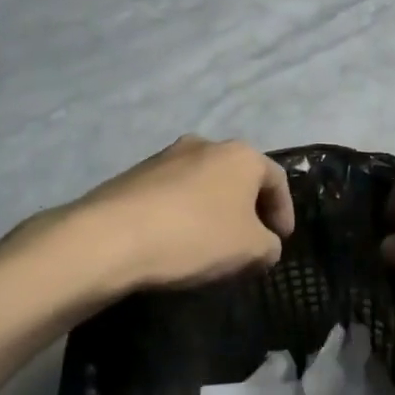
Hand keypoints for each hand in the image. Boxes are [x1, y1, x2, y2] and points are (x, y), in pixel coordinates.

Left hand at [59, 136, 294, 293]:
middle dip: (248, 209)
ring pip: (204, 183)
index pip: (276, 180)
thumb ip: (270, 246)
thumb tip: (265, 245)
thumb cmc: (195, 236)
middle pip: (238, 177)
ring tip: (211, 244)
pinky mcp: (135, 174)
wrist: (110, 237)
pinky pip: (173, 193)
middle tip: (249, 241)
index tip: (280, 240)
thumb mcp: (251, 250)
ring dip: (214, 210)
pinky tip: (176, 241)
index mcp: (241, 155)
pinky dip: (183, 213)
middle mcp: (206, 144)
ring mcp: (166, 156)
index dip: (284, 212)